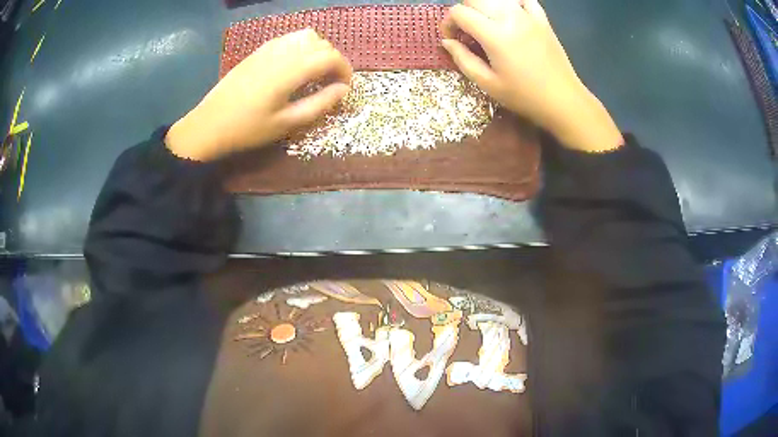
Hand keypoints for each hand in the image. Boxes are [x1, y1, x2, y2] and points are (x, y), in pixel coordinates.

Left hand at [166, 29, 352, 160]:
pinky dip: (301, 47)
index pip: (331, 57)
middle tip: (331, 83)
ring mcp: (269, 47)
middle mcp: (284, 50)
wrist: (210, 124)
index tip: (345, 87)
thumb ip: (320, 104)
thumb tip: (343, 90)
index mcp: (292, 68)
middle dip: (334, 61)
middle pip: (322, 44)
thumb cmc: (249, 128)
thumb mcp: (288, 123)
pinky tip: (295, 66)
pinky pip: (289, 39)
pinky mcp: (259, 50)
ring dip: (318, 51)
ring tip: (315, 72)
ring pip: (306, 36)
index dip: (345, 70)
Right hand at [441, 0, 622, 151]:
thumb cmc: (524, 96)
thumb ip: (463, 59)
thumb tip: (447, 41)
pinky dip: (511, 3)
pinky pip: (523, 0)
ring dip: (484, 7)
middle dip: (463, 12)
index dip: (448, 22)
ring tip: (485, 24)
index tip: (452, 38)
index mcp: (494, 35)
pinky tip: (509, 15)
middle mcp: (510, 17)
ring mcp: (528, 16)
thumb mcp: (488, 84)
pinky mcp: (542, 19)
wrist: (563, 100)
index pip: (459, 12)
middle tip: (466, 31)